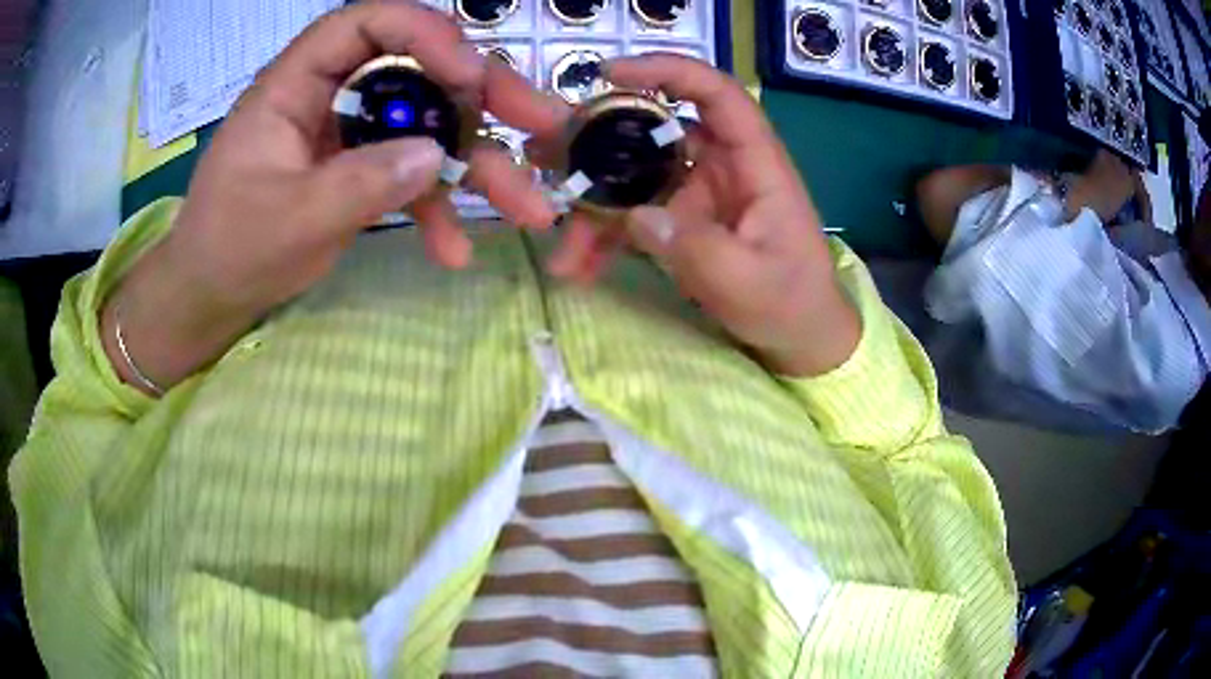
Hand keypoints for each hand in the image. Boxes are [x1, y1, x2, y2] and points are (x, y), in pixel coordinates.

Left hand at [103, 1, 555, 393]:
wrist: (212, 294)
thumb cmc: (231, 248)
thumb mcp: (289, 220)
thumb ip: (358, 185)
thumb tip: (432, 154)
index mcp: (297, 84)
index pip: (367, 24)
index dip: (424, 34)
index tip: (468, 76)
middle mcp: (333, 95)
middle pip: (418, 70)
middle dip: (483, 97)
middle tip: (541, 124)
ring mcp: (352, 133)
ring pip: (428, 126)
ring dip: (479, 165)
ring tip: (530, 207)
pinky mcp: (362, 169)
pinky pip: (413, 175)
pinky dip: (438, 209)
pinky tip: (455, 249)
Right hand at [496, 54, 859, 375]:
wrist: (801, 337)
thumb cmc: (791, 303)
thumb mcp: (746, 282)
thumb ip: (695, 249)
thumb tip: (637, 218)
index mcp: (754, 163)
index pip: (716, 94)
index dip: (668, 70)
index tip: (609, 73)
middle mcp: (722, 166)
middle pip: (656, 133)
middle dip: (598, 142)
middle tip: (544, 156)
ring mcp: (698, 193)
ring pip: (635, 178)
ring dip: (593, 207)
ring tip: (560, 249)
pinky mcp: (682, 220)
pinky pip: (635, 215)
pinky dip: (606, 236)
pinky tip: (579, 265)